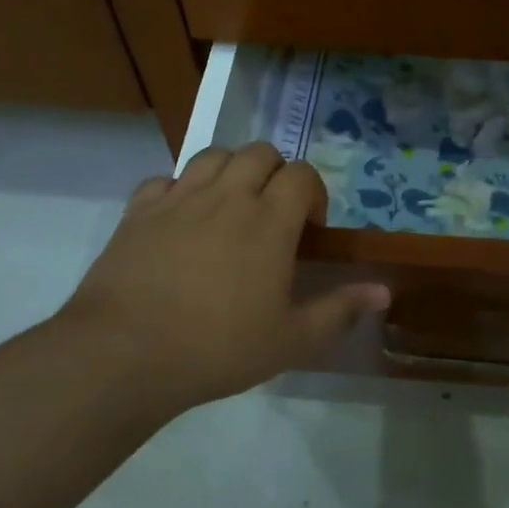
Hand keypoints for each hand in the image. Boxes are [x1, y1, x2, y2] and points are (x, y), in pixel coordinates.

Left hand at [54, 143, 389, 416]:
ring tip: (229, 208)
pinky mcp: (138, 211)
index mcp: (269, 220)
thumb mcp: (291, 340)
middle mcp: (227, 196)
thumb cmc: (218, 348)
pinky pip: (164, 179)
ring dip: (230, 171)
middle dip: (274, 173)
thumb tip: (384, 291)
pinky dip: (179, 190)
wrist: (124, 355)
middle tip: (271, 214)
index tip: (308, 230)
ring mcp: (179, 199)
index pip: (301, 175)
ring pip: (213, 155)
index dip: (312, 193)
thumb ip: (340, 309)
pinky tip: (180, 220)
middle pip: (259, 152)